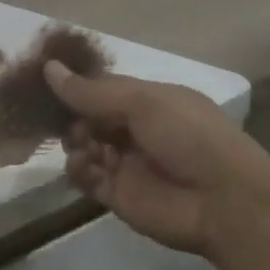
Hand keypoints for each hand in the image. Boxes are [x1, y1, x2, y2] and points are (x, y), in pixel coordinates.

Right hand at [44, 63, 269, 257]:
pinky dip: (79, 170)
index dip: (76, 86)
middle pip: (89, 118)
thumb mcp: (141, 102)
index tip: (45, 82)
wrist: (224, 201)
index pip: (103, 89)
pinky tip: (84, 165)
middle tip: (66, 120)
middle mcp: (136, 131)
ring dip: (76, 143)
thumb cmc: (188, 136)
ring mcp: (126, 164)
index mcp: (149, 102)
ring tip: (82, 145)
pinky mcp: (118, 196)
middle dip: (72, 117)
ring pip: (84, 147)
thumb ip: (91, 91)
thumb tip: (48, 68)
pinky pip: (87, 178)